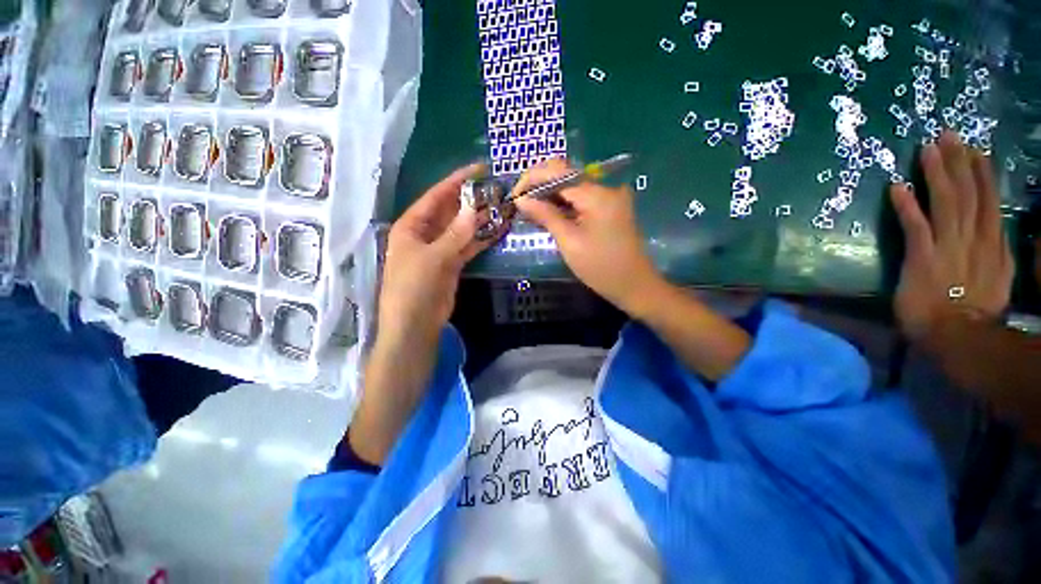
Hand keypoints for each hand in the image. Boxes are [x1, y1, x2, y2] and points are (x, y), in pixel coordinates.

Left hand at [378, 164, 497, 345]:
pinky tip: (498, 230)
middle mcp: (425, 234)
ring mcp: (440, 249)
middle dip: (471, 200)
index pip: (436, 196)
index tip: (479, 169)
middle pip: (450, 211)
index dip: (456, 181)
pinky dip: (481, 239)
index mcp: (412, 226)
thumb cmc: (414, 288)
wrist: (415, 325)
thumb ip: (456, 234)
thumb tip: (474, 209)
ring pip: (462, 229)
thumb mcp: (434, 258)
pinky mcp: (452, 264)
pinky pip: (468, 246)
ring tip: (502, 207)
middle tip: (496, 189)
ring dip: (479, 220)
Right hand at [514, 159, 663, 314]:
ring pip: (572, 187)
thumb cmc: (600, 268)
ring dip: (550, 196)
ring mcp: (609, 197)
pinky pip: (581, 199)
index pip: (557, 172)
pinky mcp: (610, 208)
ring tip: (530, 212)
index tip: (514, 196)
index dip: (532, 179)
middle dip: (539, 187)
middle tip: (520, 205)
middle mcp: (605, 188)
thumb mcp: (569, 242)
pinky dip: (563, 205)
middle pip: (565, 175)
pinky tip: (549, 215)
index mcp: (596, 195)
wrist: (634, 286)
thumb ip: (545, 215)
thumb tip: (521, 199)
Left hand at [890, 131, 1013, 340]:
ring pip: (946, 202)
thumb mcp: (999, 279)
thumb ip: (996, 254)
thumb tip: (995, 232)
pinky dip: (907, 207)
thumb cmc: (973, 312)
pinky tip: (896, 187)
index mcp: (991, 244)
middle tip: (948, 135)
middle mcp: (973, 239)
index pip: (987, 201)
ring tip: (927, 149)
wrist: (958, 336)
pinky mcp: (923, 258)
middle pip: (968, 193)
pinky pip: (915, 227)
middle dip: (959, 162)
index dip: (981, 174)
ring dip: (936, 174)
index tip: (975, 150)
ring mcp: (948, 247)